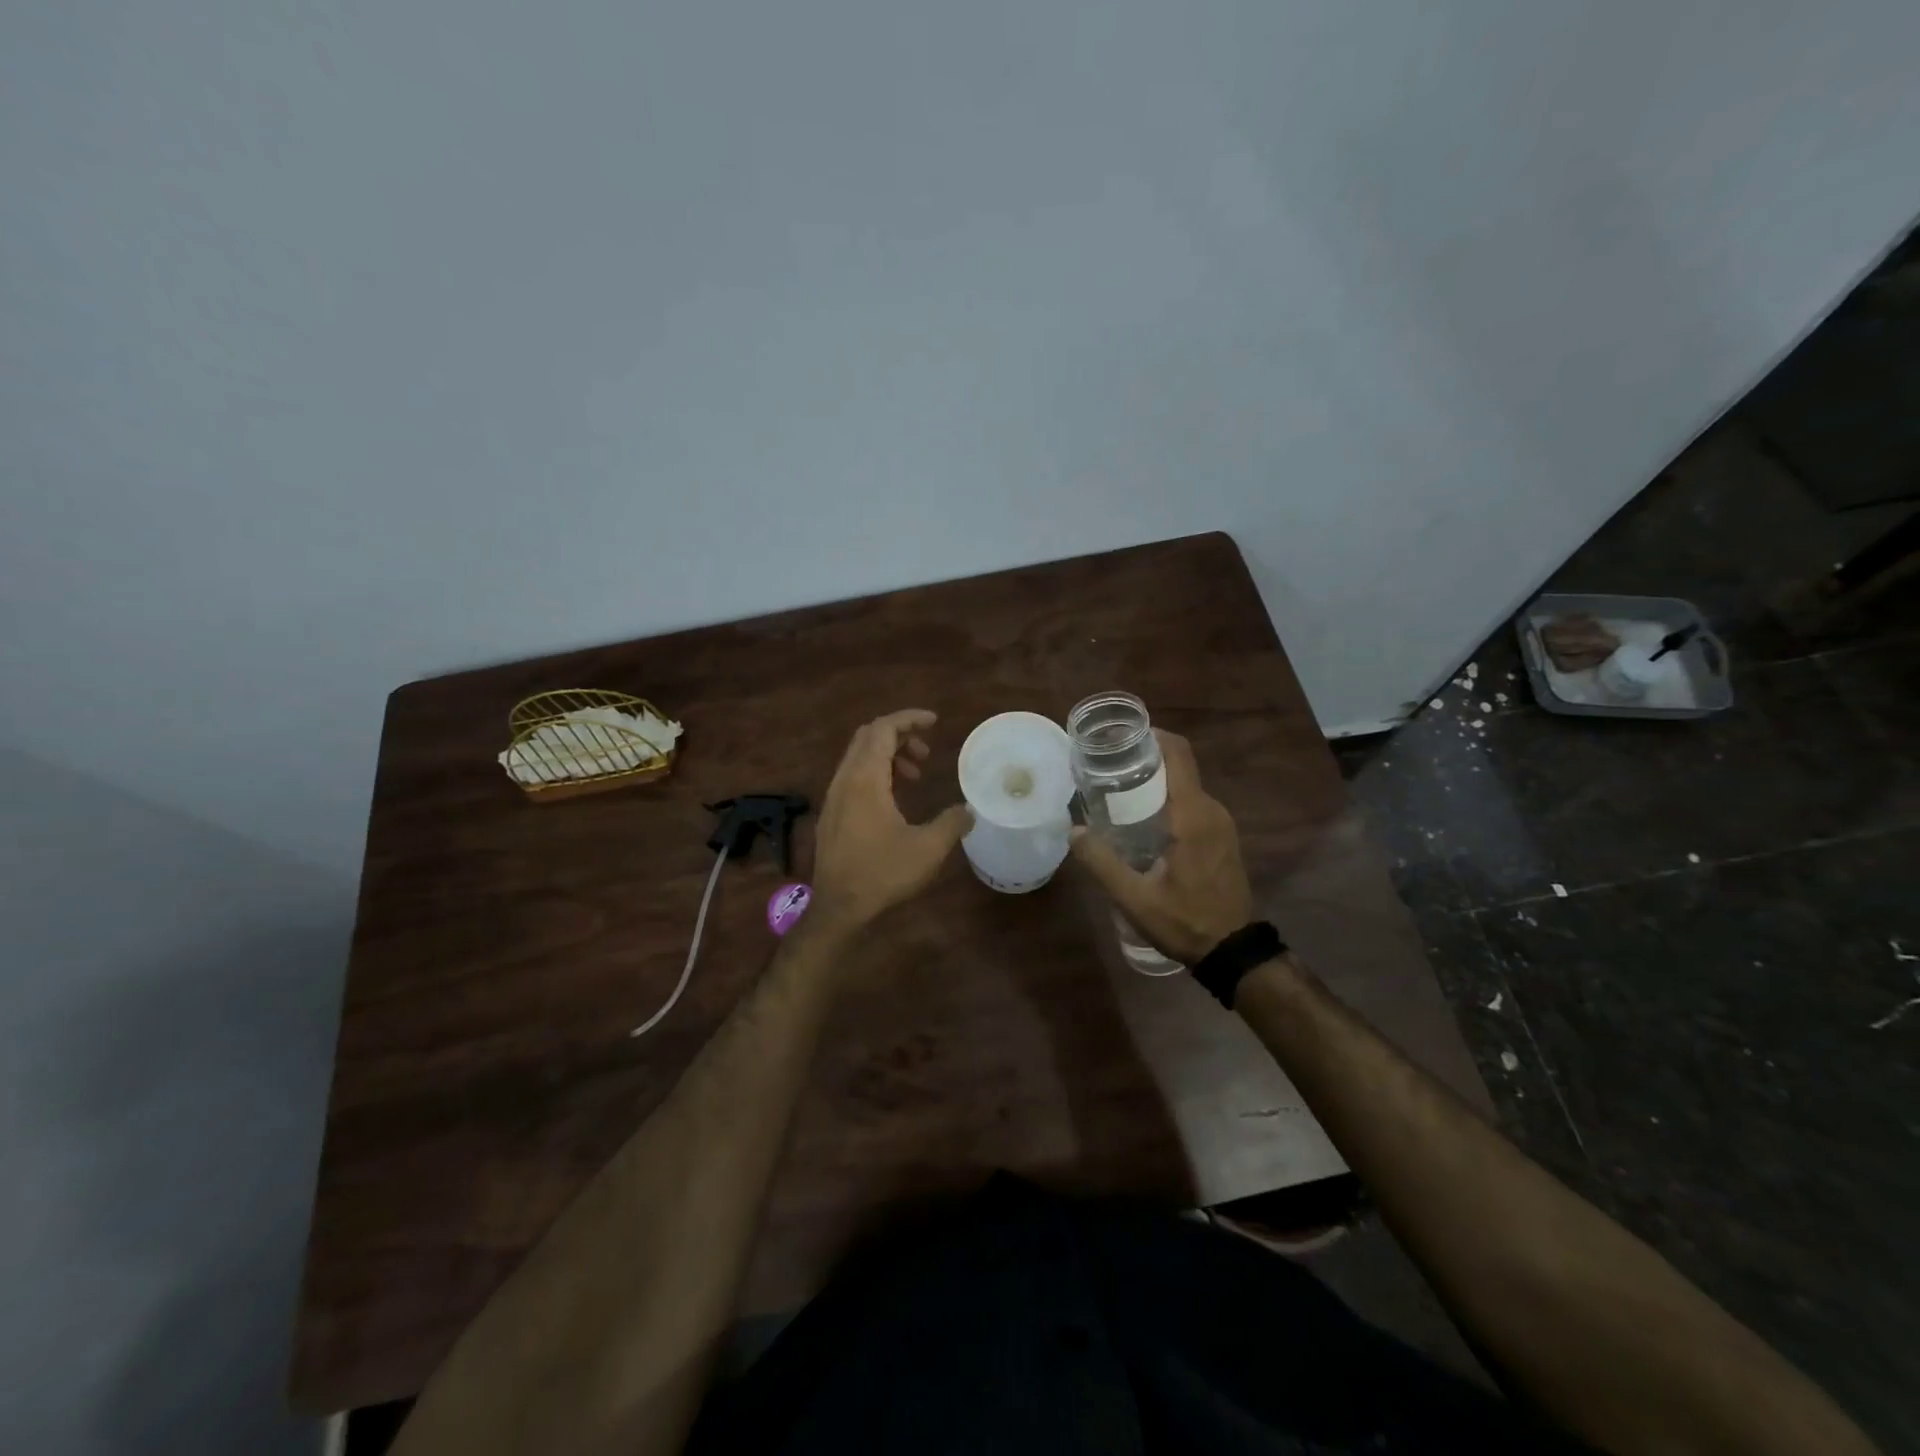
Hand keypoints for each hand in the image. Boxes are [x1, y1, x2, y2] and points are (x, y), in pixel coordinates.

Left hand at [810, 710, 971, 935]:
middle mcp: (844, 780)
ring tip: (915, 775)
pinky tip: (895, 799)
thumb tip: (969, 810)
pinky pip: (853, 777)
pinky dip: (876, 773)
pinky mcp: (832, 814)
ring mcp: (834, 797)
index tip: (934, 722)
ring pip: (859, 757)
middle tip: (926, 752)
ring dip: (888, 756)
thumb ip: (951, 823)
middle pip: (868, 737)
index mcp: (865, 779)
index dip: (909, 719)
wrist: (839, 908)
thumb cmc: (882, 873)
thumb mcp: (928, 848)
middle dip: (899, 735)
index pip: (882, 729)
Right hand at [1068, 730, 1251, 964]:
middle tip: (1106, 767)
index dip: (1153, 735)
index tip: (1121, 736)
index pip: (1179, 755)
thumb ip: (1102, 863)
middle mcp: (1211, 810)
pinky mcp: (1222, 836)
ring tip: (1117, 790)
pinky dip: (1167, 799)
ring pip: (1185, 786)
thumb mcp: (1134, 898)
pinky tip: (1141, 818)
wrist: (1233, 951)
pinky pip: (1192, 803)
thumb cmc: (1184, 922)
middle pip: (1179, 767)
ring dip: (1155, 781)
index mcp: (1193, 816)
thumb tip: (1073, 831)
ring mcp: (1221, 823)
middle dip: (1144, 759)